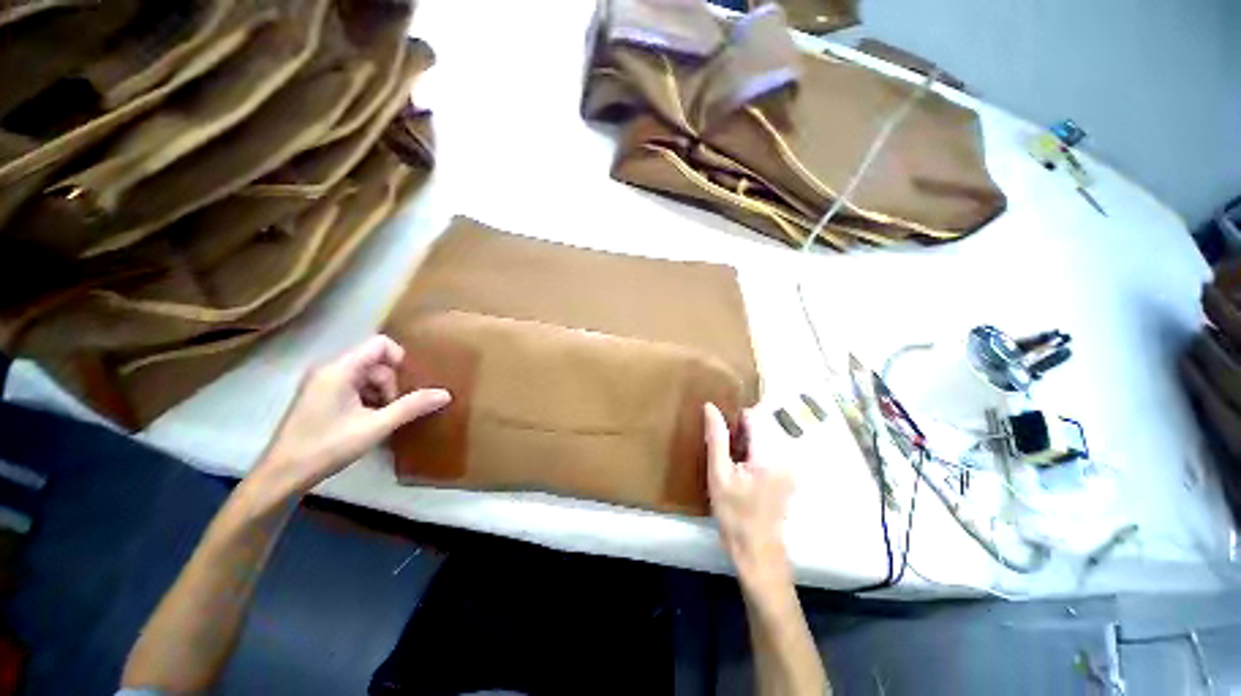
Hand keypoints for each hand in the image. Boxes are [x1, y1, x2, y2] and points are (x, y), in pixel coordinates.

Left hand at [254, 335, 450, 494]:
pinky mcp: (319, 395)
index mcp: (339, 370)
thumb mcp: (375, 427)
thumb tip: (445, 394)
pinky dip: (367, 398)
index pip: (379, 344)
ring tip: (379, 418)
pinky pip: (353, 385)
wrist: (282, 476)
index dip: (399, 358)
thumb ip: (411, 407)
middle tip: (390, 410)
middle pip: (375, 361)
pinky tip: (366, 421)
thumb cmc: (327, 447)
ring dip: (380, 393)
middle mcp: (329, 369)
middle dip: (389, 383)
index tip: (405, 386)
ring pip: (366, 374)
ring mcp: (322, 382)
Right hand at [704, 403, 793, 597]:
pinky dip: (754, 457)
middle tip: (725, 457)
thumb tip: (710, 407)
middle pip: (760, 428)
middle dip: (740, 435)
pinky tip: (743, 476)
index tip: (721, 434)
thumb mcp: (718, 475)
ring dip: (746, 446)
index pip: (753, 417)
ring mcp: (790, 468)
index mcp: (769, 454)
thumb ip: (716, 438)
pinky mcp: (789, 477)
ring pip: (763, 441)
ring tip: (732, 467)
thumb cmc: (734, 514)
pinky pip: (769, 454)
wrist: (757, 552)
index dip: (734, 419)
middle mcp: (785, 457)